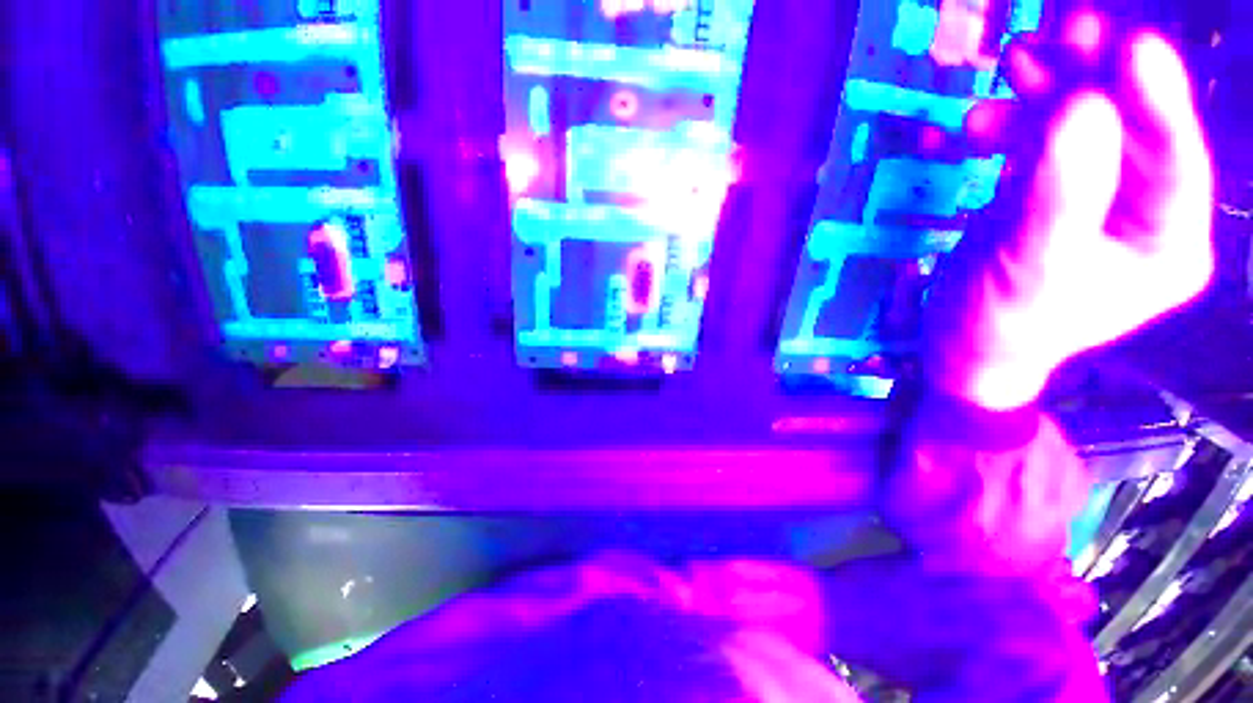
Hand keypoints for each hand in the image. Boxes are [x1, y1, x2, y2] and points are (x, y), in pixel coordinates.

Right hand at [925, 15, 1214, 409]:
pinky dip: (1006, 128)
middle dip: (1094, 80)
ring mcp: (1096, 200)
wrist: (961, 349)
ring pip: (1082, 128)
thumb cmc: (1000, 326)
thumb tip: (1081, 106)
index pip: (1176, 157)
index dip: (1156, 97)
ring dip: (1045, 93)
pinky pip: (1038, 147)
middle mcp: (1144, 212)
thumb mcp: (1031, 266)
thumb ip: (1060, 194)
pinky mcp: (1052, 195)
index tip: (1128, 41)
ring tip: (1012, 63)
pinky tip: (973, 125)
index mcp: (1167, 242)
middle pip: (1131, 129)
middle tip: (1060, 32)